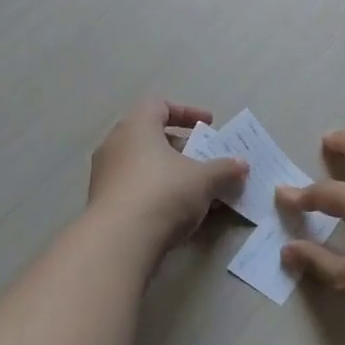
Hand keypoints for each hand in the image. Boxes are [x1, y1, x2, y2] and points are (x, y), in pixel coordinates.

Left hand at [87, 97, 248, 255]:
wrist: (120, 240)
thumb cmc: (163, 193)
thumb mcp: (204, 179)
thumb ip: (224, 169)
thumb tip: (242, 165)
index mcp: (136, 126)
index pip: (159, 105)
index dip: (186, 112)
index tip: (209, 124)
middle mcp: (115, 144)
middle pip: (150, 136)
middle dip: (180, 147)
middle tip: (203, 159)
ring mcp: (104, 174)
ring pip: (142, 164)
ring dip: (169, 173)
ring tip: (195, 189)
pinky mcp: (102, 202)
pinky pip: (134, 188)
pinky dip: (155, 193)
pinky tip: (176, 212)